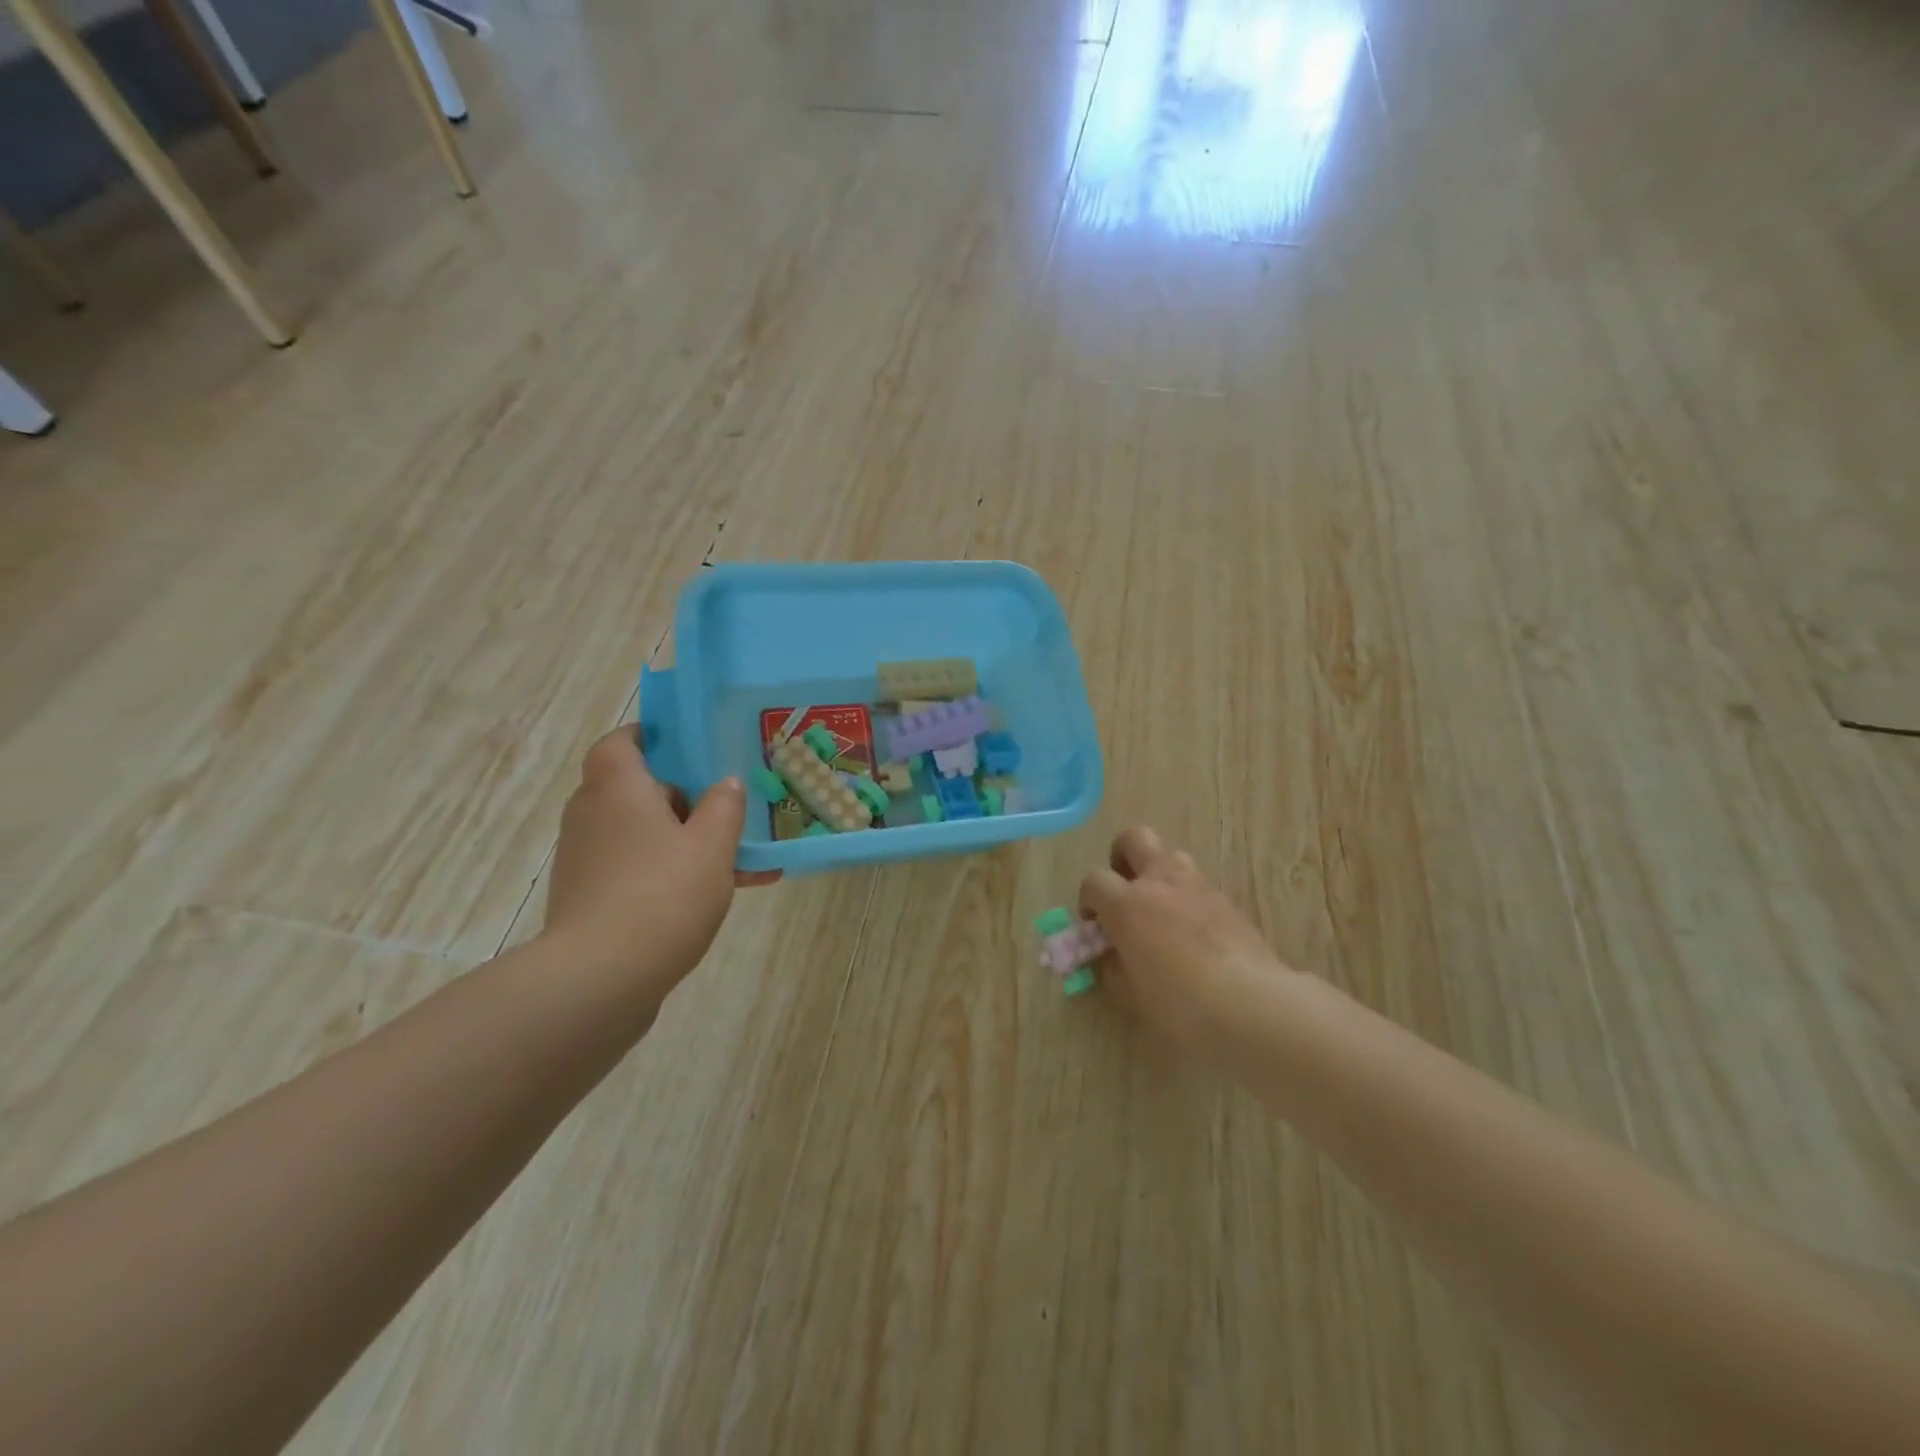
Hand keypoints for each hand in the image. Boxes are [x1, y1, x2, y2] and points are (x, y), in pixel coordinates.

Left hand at [543, 726, 776, 998]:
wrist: (601, 980)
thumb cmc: (662, 894)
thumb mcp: (712, 845)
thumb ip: (725, 806)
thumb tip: (726, 784)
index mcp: (617, 788)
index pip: (620, 742)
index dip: (650, 737)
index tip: (688, 746)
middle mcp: (592, 815)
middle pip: (635, 789)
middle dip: (680, 796)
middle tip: (724, 804)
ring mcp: (586, 860)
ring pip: (640, 833)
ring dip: (682, 839)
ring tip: (738, 858)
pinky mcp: (589, 899)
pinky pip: (635, 869)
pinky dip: (669, 872)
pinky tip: (718, 895)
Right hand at [1079, 827, 1291, 1047]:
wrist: (1251, 1005)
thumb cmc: (1180, 1004)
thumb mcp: (1132, 995)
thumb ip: (1113, 968)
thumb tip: (1109, 957)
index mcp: (1126, 904)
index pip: (1093, 881)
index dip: (1088, 900)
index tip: (1095, 924)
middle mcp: (1159, 882)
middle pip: (1134, 838)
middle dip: (1122, 857)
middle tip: (1125, 889)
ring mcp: (1197, 886)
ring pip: (1172, 856)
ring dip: (1160, 874)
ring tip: (1162, 911)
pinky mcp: (1227, 900)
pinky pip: (1199, 885)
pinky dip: (1189, 899)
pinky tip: (1194, 933)